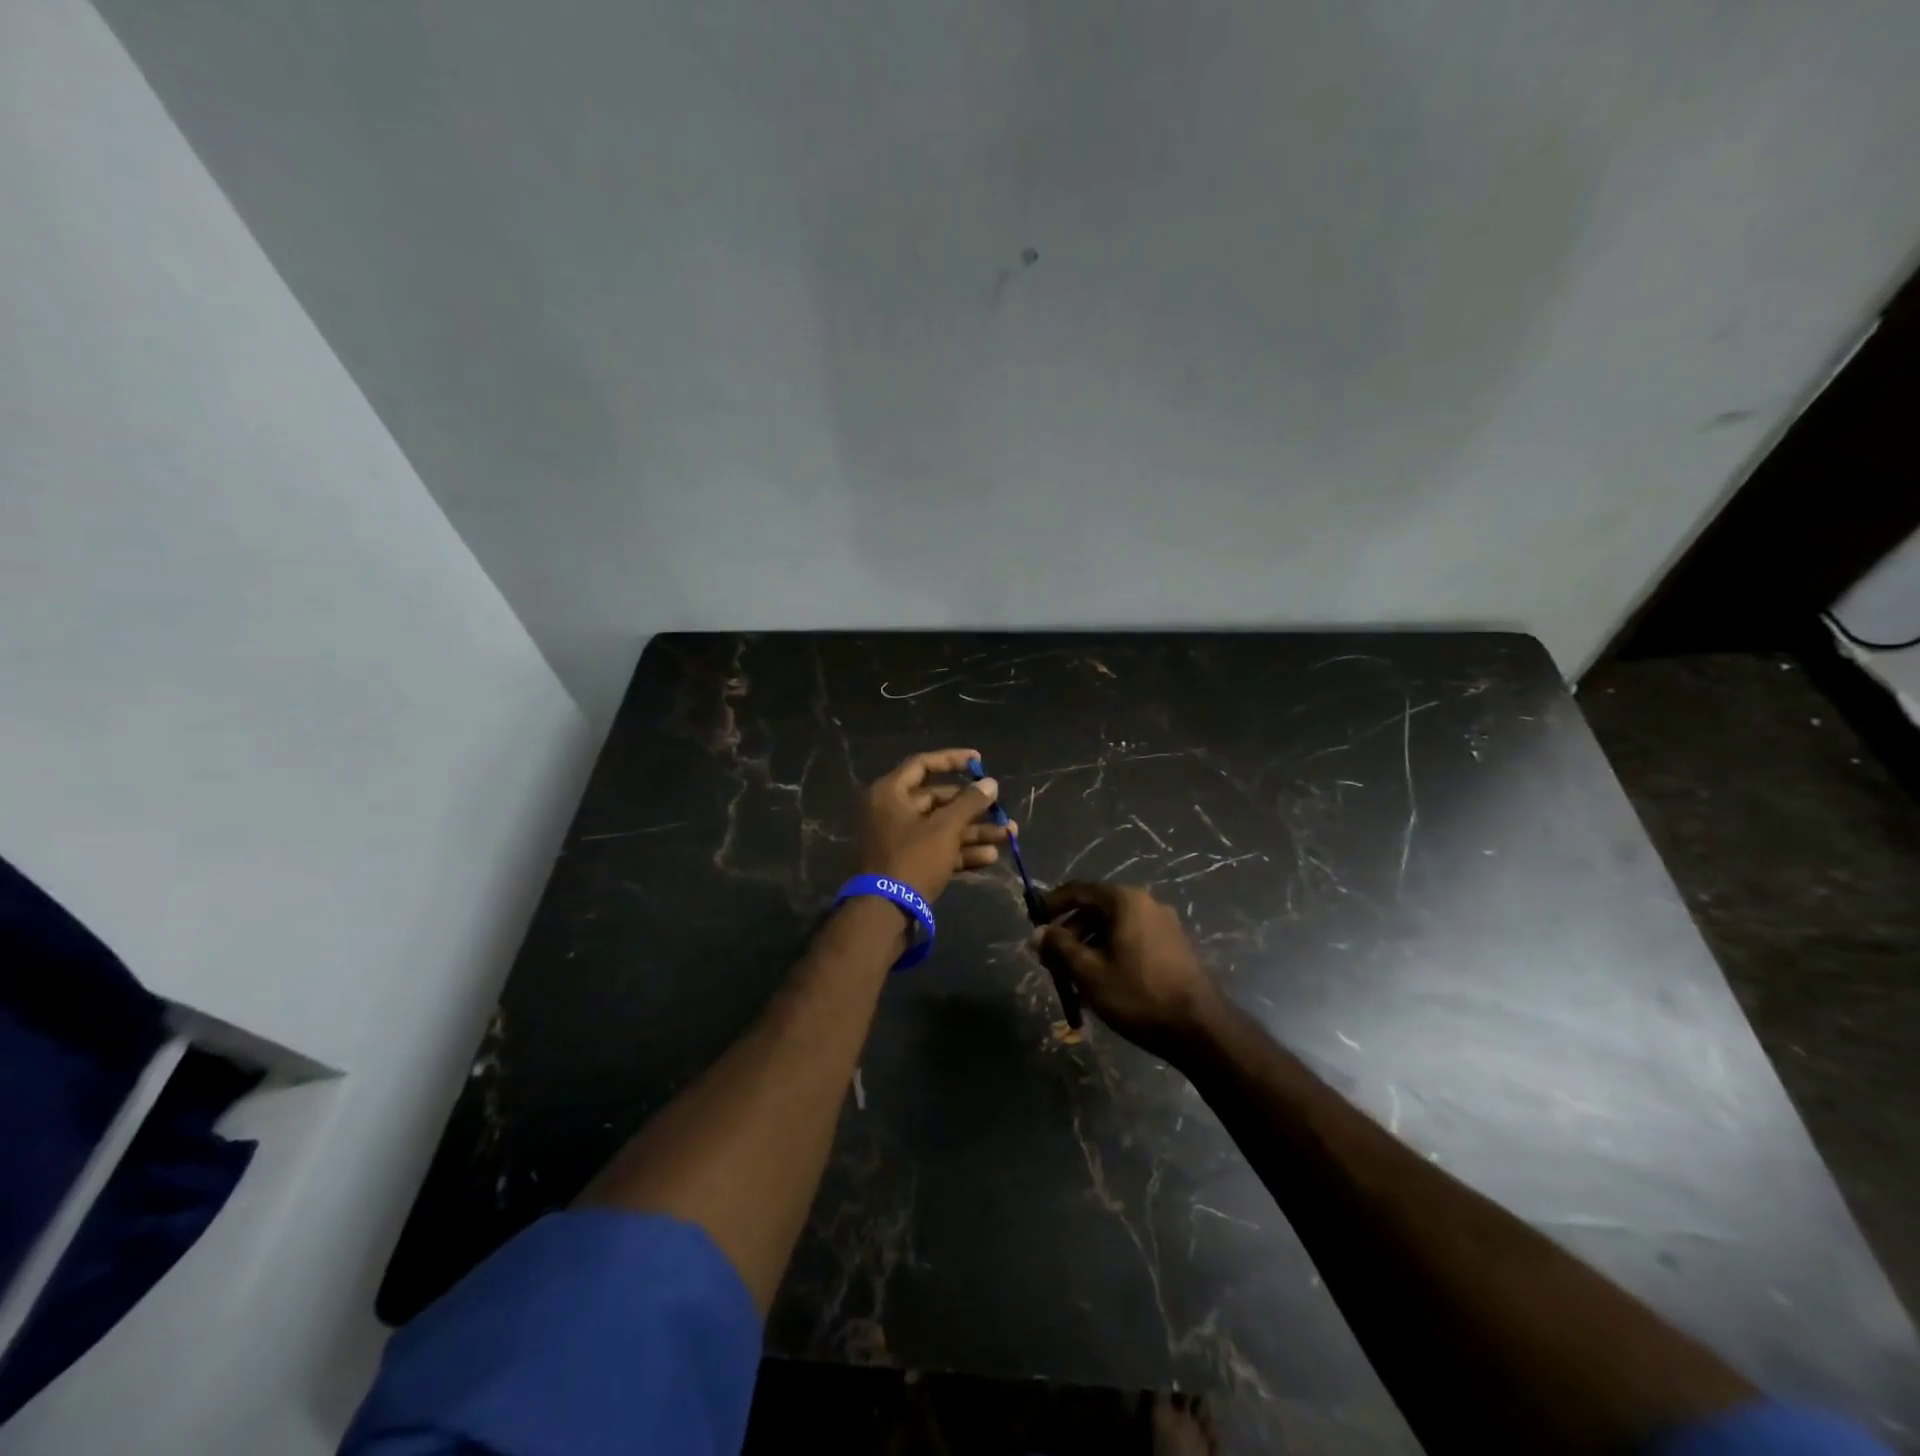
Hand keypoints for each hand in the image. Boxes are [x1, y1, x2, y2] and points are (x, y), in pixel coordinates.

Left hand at [854, 748, 1012, 903]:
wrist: (885, 913)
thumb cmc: (913, 859)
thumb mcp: (945, 828)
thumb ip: (969, 802)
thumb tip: (990, 783)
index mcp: (889, 793)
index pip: (922, 765)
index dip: (952, 760)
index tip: (980, 761)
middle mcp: (890, 811)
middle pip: (937, 800)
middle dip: (973, 807)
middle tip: (1001, 809)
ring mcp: (898, 839)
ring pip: (941, 827)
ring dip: (974, 831)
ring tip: (1009, 835)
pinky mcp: (907, 864)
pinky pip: (937, 849)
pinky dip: (961, 851)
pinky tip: (991, 856)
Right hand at [1034, 882, 1218, 1057]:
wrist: (1201, 1029)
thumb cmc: (1139, 995)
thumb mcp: (1090, 973)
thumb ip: (1060, 947)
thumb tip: (1038, 933)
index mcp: (1126, 901)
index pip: (1079, 890)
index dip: (1052, 904)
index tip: (1034, 922)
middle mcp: (1147, 904)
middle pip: (1096, 909)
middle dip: (1070, 933)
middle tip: (1051, 960)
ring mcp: (1164, 925)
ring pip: (1114, 928)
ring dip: (1089, 947)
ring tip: (1074, 980)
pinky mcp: (1174, 947)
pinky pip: (1132, 940)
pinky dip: (1111, 954)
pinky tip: (1102, 984)